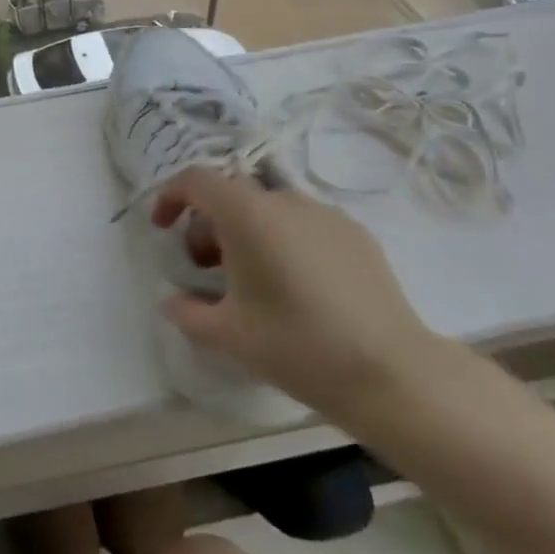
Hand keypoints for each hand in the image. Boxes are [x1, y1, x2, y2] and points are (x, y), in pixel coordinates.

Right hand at [151, 168, 441, 423]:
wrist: (392, 373)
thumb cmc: (297, 346)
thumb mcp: (227, 335)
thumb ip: (186, 312)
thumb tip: (172, 301)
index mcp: (247, 214)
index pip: (195, 180)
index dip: (170, 197)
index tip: (162, 229)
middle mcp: (285, 200)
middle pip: (231, 195)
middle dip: (208, 224)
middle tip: (204, 268)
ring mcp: (326, 214)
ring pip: (269, 209)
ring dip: (246, 233)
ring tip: (250, 281)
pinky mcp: (357, 234)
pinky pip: (304, 224)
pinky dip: (283, 241)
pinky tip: (296, 287)